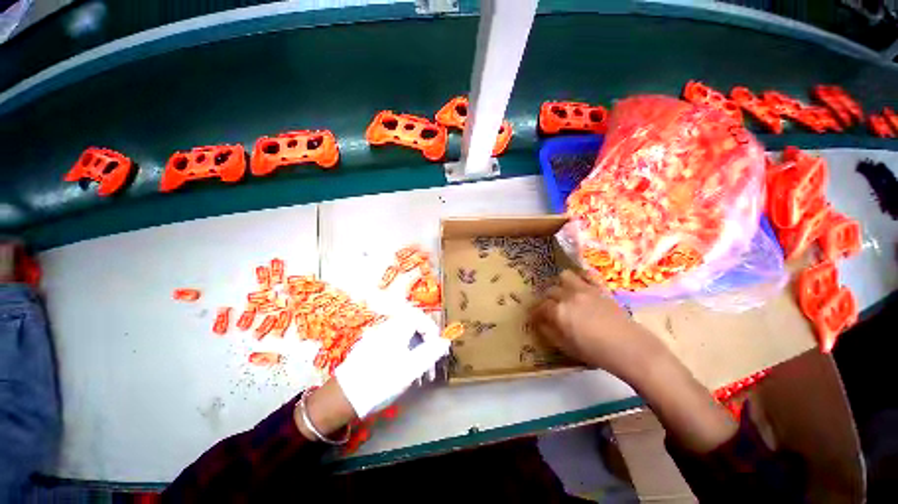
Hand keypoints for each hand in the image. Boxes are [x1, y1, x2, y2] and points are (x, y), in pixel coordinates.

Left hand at [334, 301, 449, 418]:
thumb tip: (446, 341)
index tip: (437, 347)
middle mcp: (386, 327)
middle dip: (425, 341)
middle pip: (412, 326)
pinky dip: (404, 352)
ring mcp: (377, 336)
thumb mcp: (411, 368)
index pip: (419, 317)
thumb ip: (431, 352)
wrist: (344, 397)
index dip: (432, 329)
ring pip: (403, 335)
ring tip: (419, 371)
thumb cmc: (382, 381)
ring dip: (415, 349)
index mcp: (397, 328)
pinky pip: (394, 342)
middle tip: (430, 361)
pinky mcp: (371, 347)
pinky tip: (403, 370)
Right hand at [530, 270, 667, 382]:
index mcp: (558, 311)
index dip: (535, 312)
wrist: (630, 348)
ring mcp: (584, 289)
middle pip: (550, 291)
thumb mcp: (566, 347)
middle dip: (547, 300)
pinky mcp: (599, 288)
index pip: (539, 307)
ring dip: (561, 284)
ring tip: (564, 294)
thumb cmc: (595, 352)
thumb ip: (549, 332)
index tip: (534, 317)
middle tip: (550, 309)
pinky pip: (586, 275)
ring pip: (564, 276)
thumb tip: (540, 323)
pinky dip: (580, 278)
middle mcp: (568, 296)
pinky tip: (581, 286)